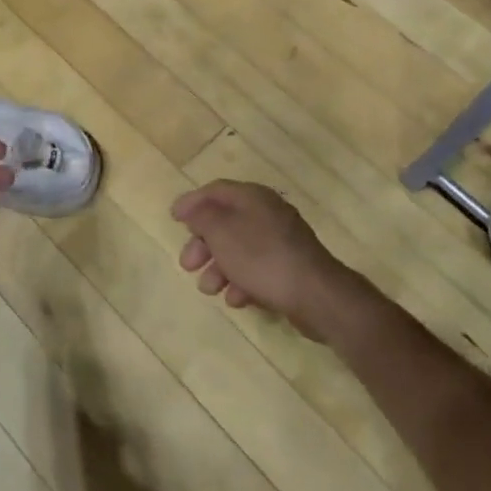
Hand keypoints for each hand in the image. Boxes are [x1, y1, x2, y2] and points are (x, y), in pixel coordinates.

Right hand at [171, 180, 362, 342]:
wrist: (317, 296)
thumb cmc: (262, 258)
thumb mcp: (222, 233)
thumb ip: (202, 217)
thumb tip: (193, 210)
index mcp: (253, 198)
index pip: (215, 190)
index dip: (192, 202)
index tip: (173, 218)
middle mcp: (268, 214)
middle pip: (225, 222)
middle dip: (203, 244)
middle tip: (187, 263)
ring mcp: (281, 241)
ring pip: (239, 249)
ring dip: (219, 268)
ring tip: (209, 289)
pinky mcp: (289, 267)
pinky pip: (257, 269)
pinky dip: (242, 281)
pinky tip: (236, 299)